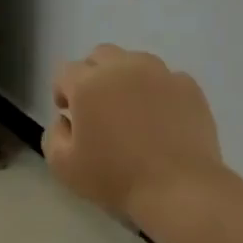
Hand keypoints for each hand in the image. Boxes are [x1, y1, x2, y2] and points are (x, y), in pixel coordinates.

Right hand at [44, 45, 225, 222]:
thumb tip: (65, 120)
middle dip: (92, 75)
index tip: (68, 114)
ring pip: (135, 61)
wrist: (177, 187)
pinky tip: (159, 119)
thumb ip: (53, 135)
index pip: (66, 71)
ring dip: (125, 78)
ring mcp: (161, 74)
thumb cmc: (114, 177)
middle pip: (100, 55)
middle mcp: (123, 68)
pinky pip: (165, 78)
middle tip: (96, 107)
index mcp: (89, 84)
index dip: (62, 91)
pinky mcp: (189, 87)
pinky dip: (156, 91)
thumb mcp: (62, 166)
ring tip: (130, 110)